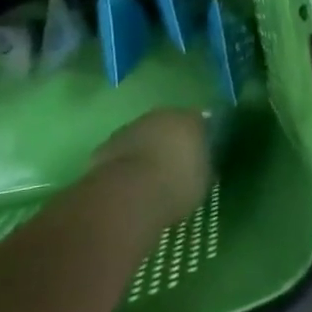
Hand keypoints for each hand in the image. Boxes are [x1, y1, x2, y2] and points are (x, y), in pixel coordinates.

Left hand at [90, 108, 211, 227]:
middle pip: (170, 125)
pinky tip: (130, 184)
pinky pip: (123, 152)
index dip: (201, 137)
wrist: (128, 195)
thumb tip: (203, 162)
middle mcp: (161, 115)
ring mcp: (131, 128)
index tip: (202, 154)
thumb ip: (205, 164)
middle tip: (176, 166)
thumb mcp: (204, 180)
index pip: (201, 121)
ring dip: (148, 151)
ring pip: (144, 137)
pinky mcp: (106, 146)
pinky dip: (127, 163)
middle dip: (172, 141)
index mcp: (190, 119)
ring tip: (151, 178)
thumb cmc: (176, 185)